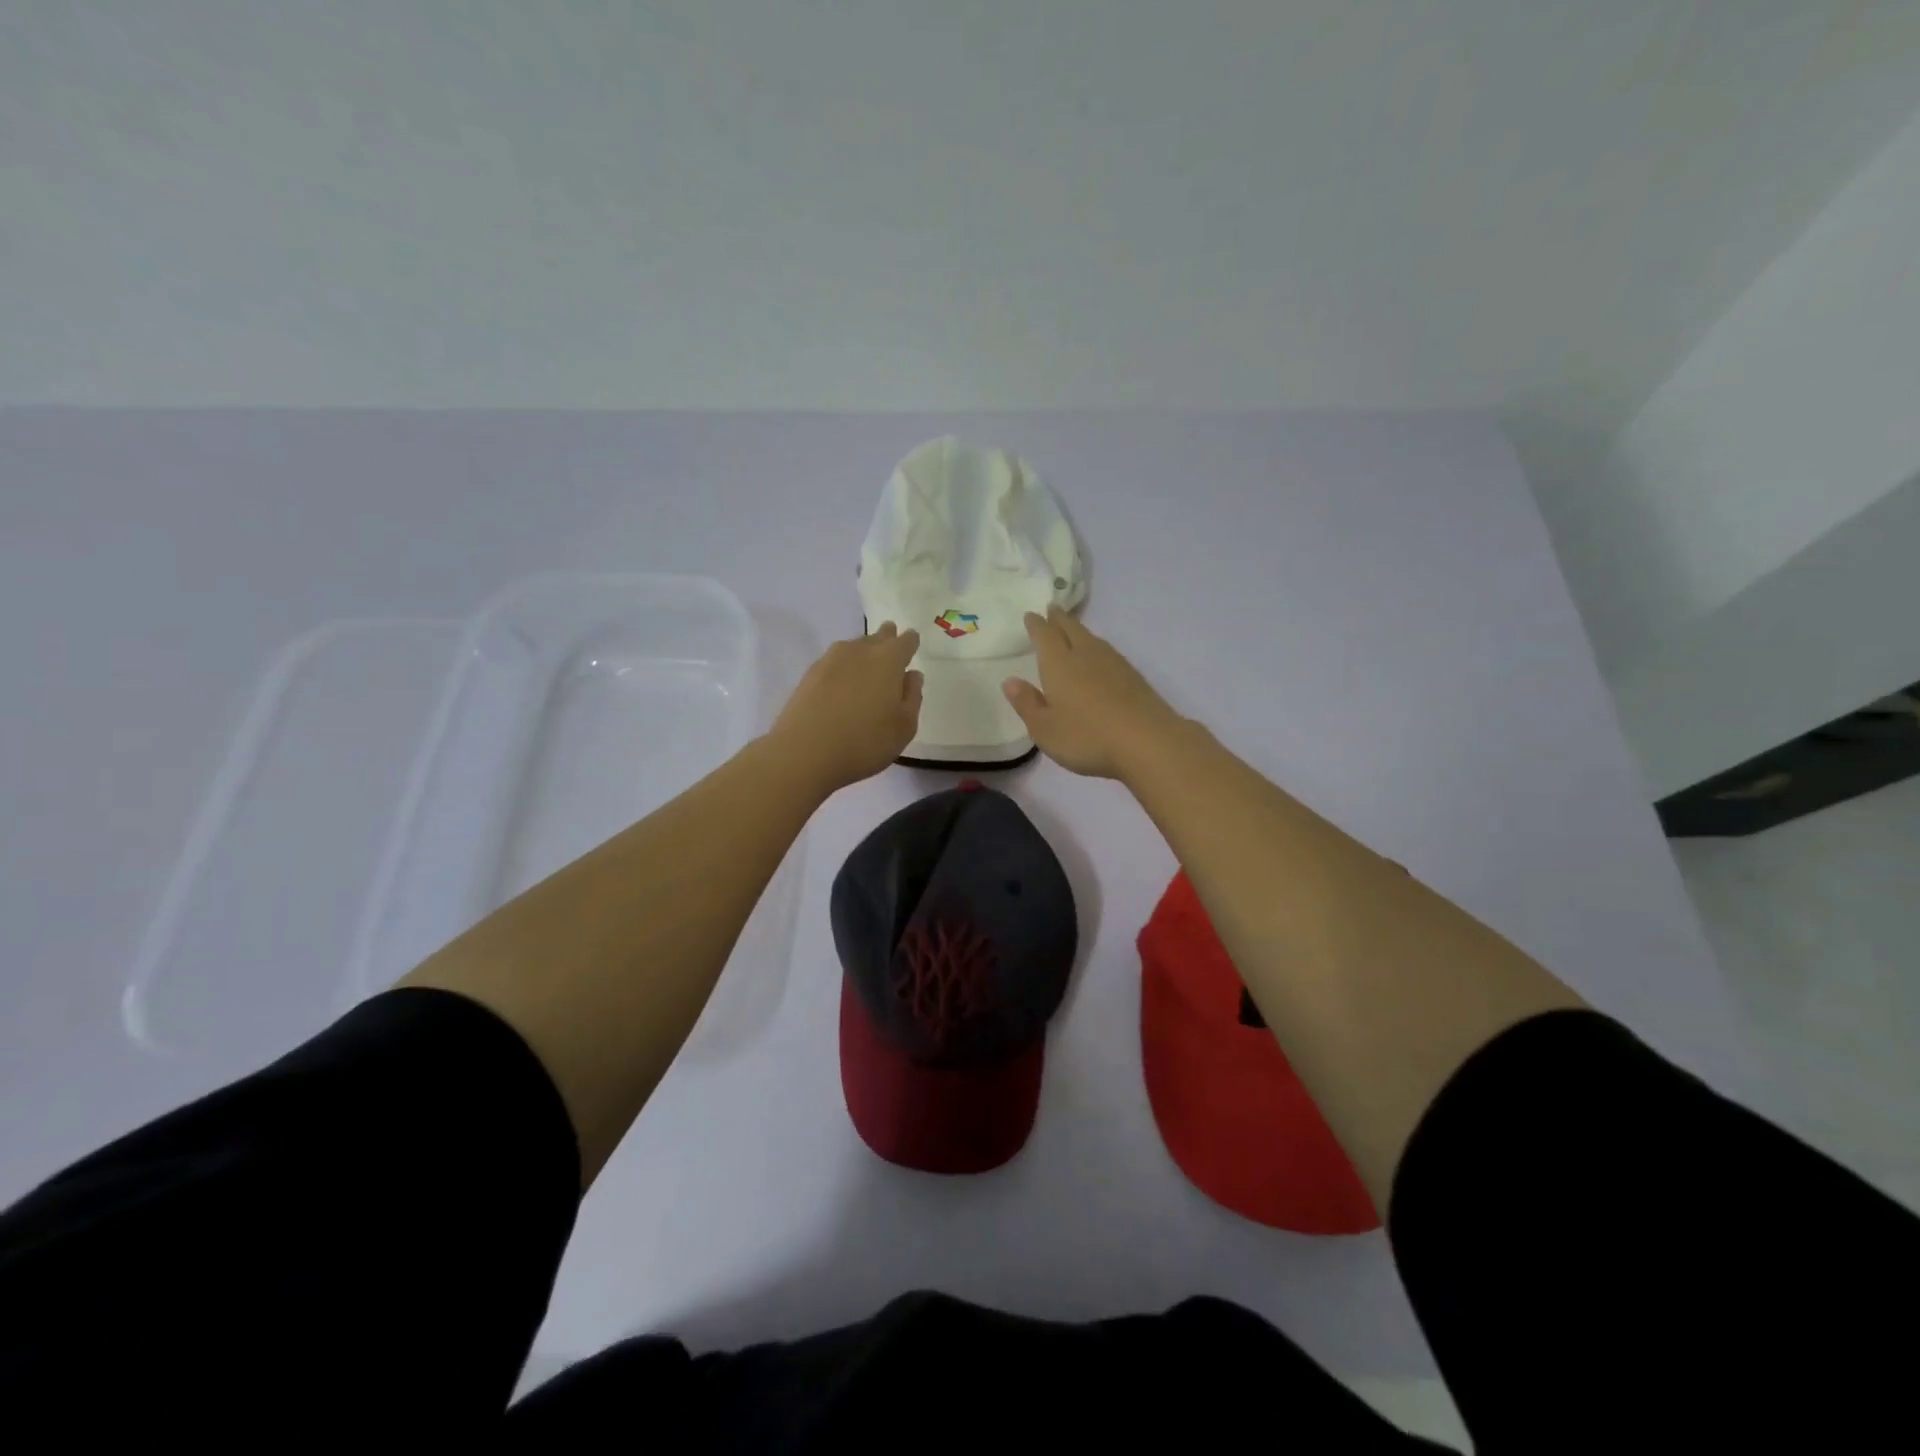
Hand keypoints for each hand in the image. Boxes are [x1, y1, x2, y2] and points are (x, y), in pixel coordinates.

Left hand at [770, 622, 922, 792]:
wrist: (805, 752)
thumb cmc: (865, 741)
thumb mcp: (904, 726)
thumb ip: (912, 697)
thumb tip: (912, 675)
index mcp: (888, 659)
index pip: (905, 641)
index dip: (911, 641)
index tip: (913, 642)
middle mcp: (859, 651)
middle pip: (877, 637)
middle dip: (887, 638)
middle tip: (891, 641)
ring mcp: (830, 660)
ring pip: (853, 647)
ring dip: (863, 651)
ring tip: (868, 663)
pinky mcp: (809, 675)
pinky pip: (834, 662)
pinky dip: (843, 667)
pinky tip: (843, 681)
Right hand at [1001, 608, 1184, 779]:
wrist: (1147, 742)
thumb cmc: (1086, 737)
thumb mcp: (1045, 729)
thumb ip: (1027, 704)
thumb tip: (1010, 681)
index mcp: (1059, 664)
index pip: (1045, 636)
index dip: (1036, 625)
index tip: (1031, 615)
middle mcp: (1086, 655)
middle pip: (1071, 629)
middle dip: (1059, 619)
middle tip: (1052, 610)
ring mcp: (1113, 664)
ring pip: (1092, 639)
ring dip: (1079, 631)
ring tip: (1073, 630)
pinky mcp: (1133, 677)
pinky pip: (1108, 653)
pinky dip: (1097, 648)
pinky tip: (1100, 658)